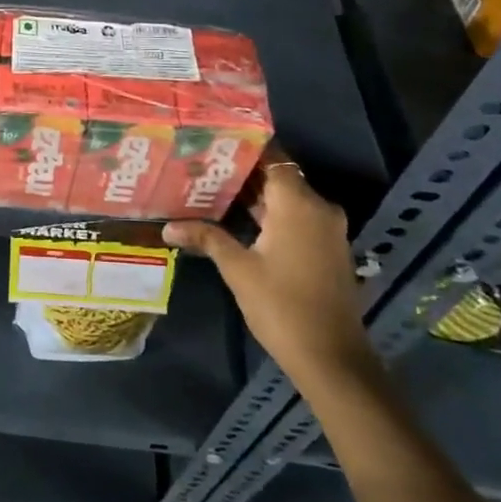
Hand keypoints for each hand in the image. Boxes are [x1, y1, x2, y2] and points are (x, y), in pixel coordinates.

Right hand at [163, 148, 373, 385]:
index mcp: (298, 203)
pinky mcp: (327, 249)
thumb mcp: (238, 269)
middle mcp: (318, 208)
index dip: (244, 149)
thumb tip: (168, 226)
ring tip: (213, 189)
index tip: (213, 143)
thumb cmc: (281, 305)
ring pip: (287, 199)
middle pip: (278, 177)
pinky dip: (271, 215)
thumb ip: (206, 237)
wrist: (332, 358)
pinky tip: (239, 220)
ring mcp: (327, 230)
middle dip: (243, 173)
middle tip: (202, 166)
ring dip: (256, 196)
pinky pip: (297, 218)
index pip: (273, 158)